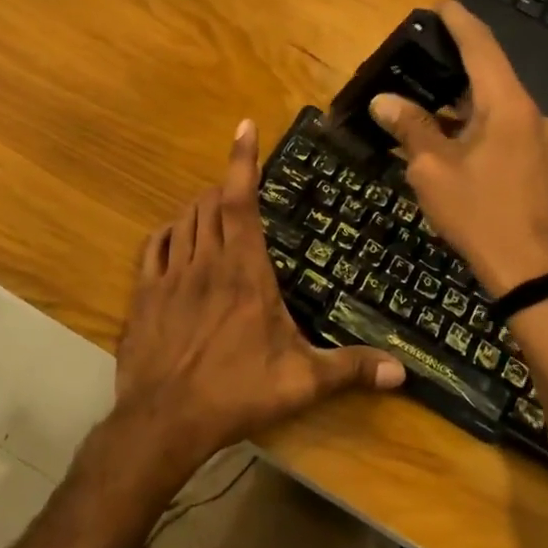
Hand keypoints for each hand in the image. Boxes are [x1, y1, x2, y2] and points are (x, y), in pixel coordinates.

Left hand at [112, 120, 404, 472]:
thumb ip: (351, 369)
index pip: (241, 200)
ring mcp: (169, 276)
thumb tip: (403, 372)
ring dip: (200, 207)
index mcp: (244, 271)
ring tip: (215, 209)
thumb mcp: (301, 382)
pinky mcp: (143, 294)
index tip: (245, 127)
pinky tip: (175, 236)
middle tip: (242, 188)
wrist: (164, 421)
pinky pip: (154, 246)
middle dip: (225, 186)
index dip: (242, 160)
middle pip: (210, 203)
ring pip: (183, 220)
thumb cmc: (237, 393)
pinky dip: (168, 232)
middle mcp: (205, 262)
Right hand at [370, 0, 547, 297]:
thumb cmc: (477, 213)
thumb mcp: (433, 169)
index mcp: (508, 106)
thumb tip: (384, 101)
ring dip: (462, 97)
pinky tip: (447, 133)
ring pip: (496, 103)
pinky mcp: (536, 161)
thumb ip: (410, 127)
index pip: (483, 48)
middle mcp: (530, 113)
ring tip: (426, 94)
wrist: (527, 268)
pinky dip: (474, 122)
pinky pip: (502, 127)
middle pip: (491, 73)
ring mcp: (538, 139)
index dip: (460, 23)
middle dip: (456, 61)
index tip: (441, 5)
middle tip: (421, 53)